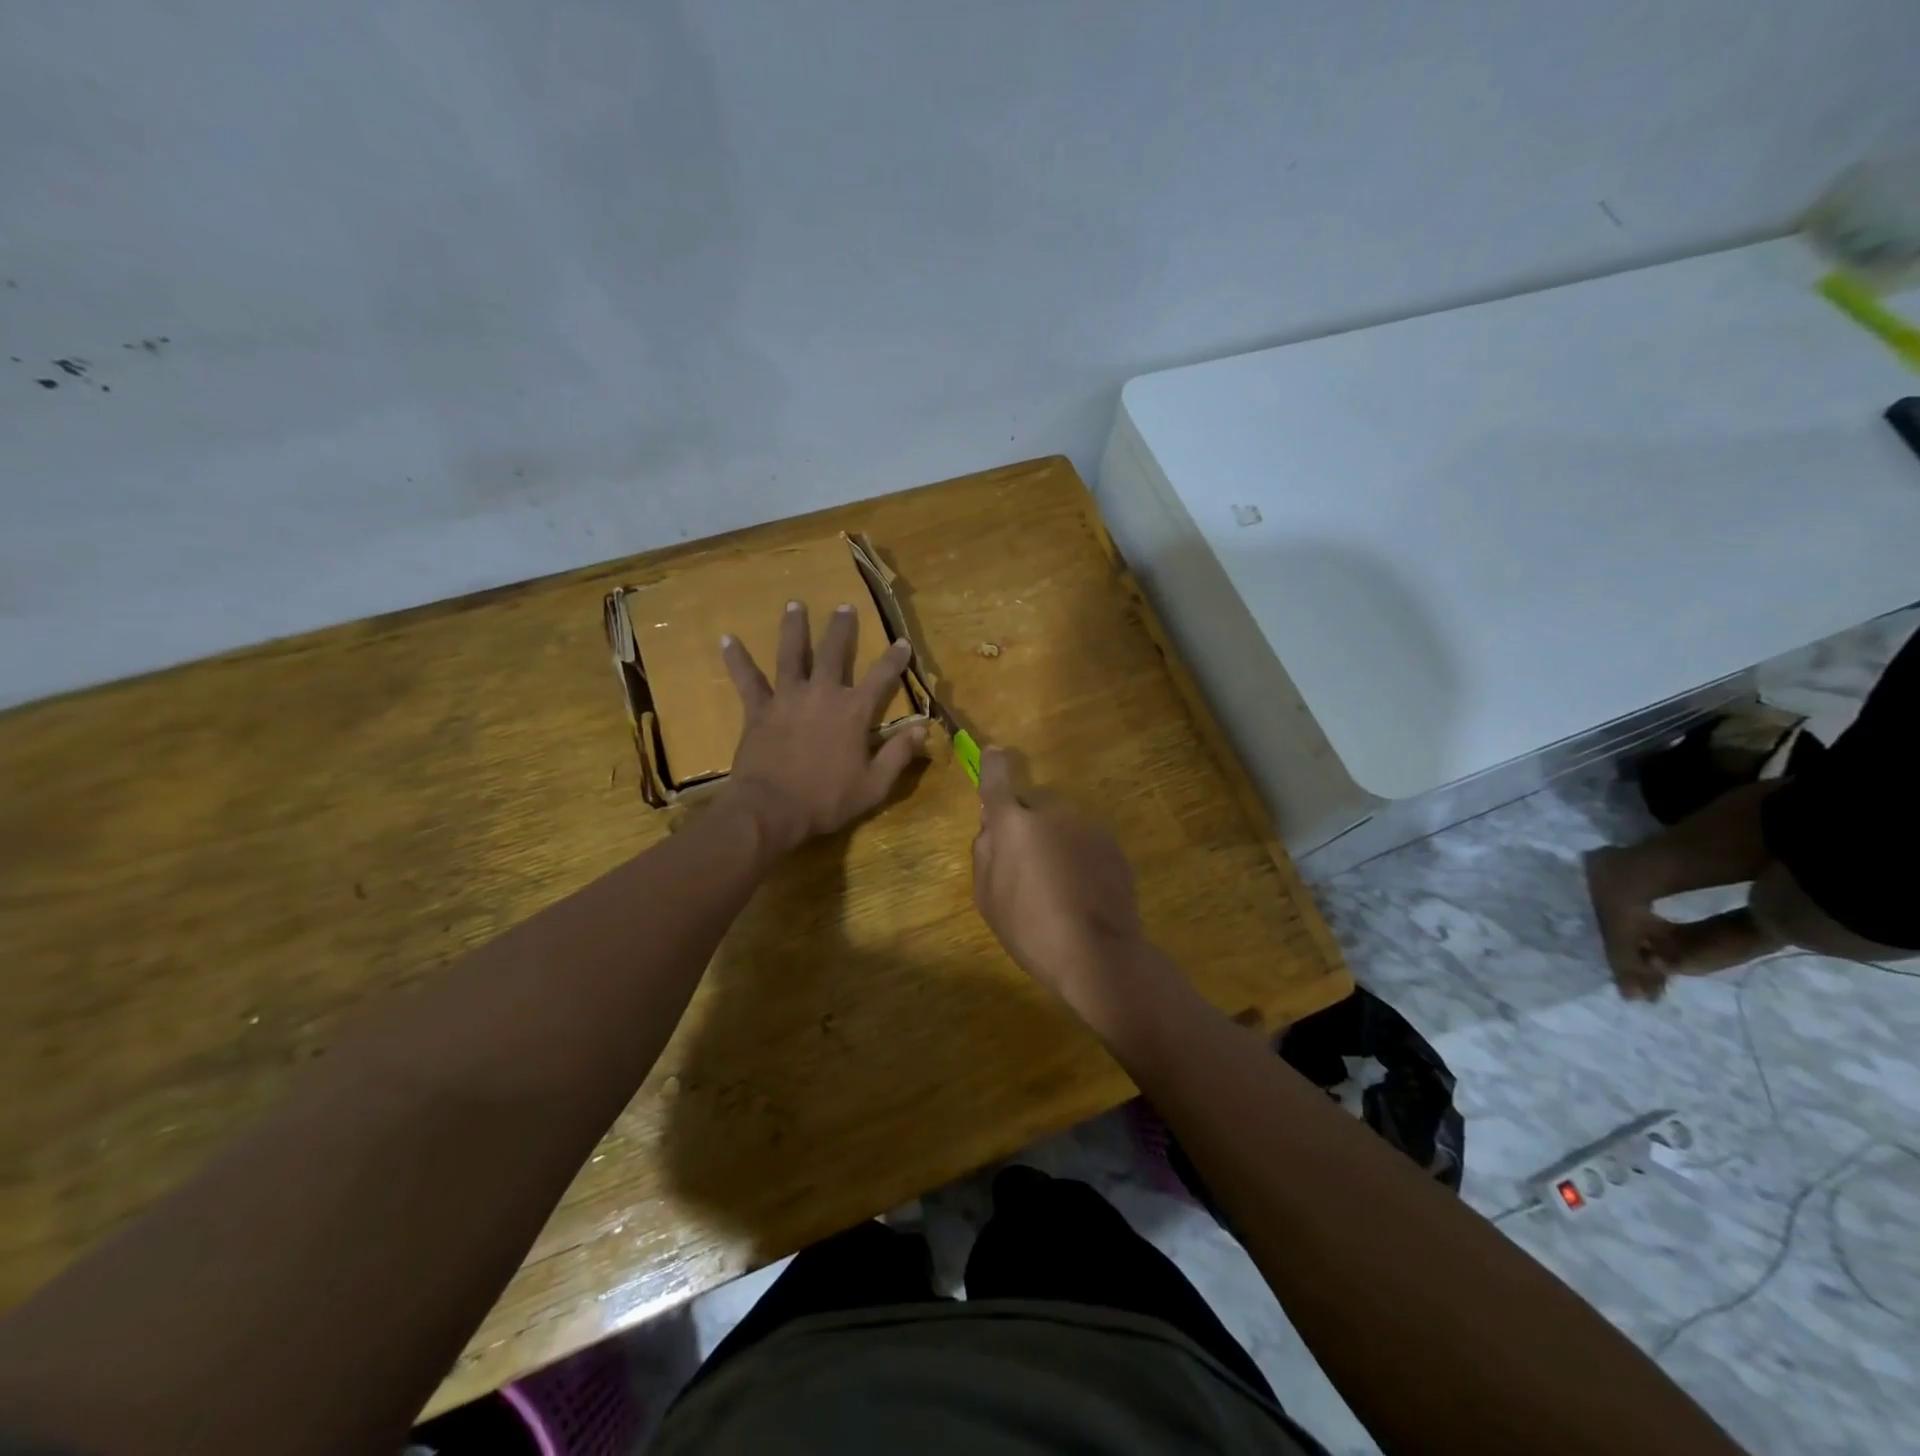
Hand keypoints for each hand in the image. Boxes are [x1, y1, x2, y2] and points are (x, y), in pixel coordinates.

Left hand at [719, 601, 925, 854]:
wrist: (771, 811)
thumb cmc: (826, 801)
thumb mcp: (874, 785)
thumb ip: (899, 754)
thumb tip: (923, 728)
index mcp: (853, 712)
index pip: (881, 677)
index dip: (894, 659)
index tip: (902, 642)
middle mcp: (822, 694)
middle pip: (834, 653)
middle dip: (841, 629)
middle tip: (844, 607)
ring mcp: (787, 698)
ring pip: (791, 654)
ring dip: (793, 628)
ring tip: (794, 605)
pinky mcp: (758, 710)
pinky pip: (747, 679)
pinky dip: (737, 659)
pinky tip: (727, 638)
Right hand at [971, 748, 1148, 1001]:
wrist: (1098, 954)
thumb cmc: (1031, 929)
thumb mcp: (988, 898)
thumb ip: (985, 853)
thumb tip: (992, 828)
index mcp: (1014, 823)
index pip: (998, 779)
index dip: (993, 764)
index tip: (993, 753)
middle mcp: (1052, 813)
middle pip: (1033, 803)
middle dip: (1026, 821)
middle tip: (1025, 860)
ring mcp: (1087, 826)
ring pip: (1062, 822)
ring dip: (1055, 839)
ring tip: (1057, 883)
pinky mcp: (1112, 845)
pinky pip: (1085, 840)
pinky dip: (1079, 855)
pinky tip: (1081, 890)